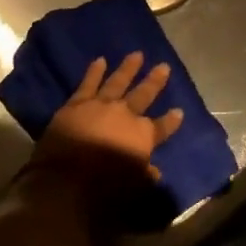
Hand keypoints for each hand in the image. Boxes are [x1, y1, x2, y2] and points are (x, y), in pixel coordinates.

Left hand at [31, 52, 185, 193]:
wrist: (65, 179)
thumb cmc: (103, 190)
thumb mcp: (133, 188)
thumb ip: (144, 176)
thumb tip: (154, 172)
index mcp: (142, 136)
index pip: (162, 127)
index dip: (172, 121)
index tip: (179, 111)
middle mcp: (125, 115)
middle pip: (144, 94)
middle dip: (155, 81)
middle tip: (164, 66)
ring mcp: (101, 105)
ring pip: (118, 82)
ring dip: (128, 68)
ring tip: (137, 54)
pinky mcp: (77, 103)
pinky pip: (88, 83)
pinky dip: (95, 71)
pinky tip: (100, 60)